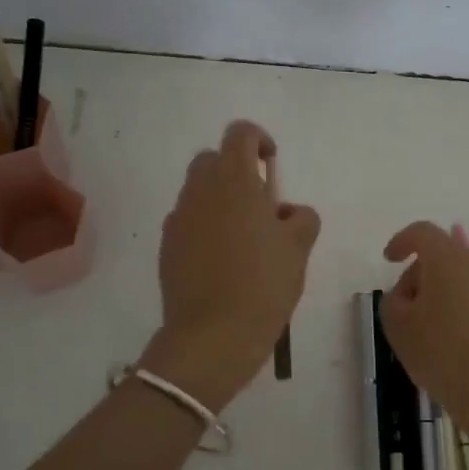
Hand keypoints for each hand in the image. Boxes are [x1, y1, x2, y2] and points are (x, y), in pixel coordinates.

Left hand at [145, 120, 319, 408]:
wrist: (212, 336)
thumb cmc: (263, 284)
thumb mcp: (299, 249)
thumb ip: (301, 218)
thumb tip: (287, 213)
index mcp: (234, 181)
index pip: (240, 133)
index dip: (259, 140)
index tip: (272, 166)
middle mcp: (200, 190)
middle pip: (213, 159)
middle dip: (236, 171)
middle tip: (260, 206)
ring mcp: (178, 218)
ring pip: (198, 191)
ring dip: (220, 201)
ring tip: (244, 239)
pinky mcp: (167, 246)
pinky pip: (187, 221)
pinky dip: (204, 227)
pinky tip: (222, 261)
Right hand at [380, 221, 468, 452]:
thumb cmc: (443, 353)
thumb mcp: (398, 327)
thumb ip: (394, 300)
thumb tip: (410, 294)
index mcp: (449, 258)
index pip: (422, 233)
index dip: (402, 241)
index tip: (389, 258)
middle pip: (444, 255)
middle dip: (420, 274)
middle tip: (404, 308)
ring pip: (464, 278)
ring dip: (444, 293)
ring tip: (430, 329)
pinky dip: (464, 309)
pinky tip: (456, 341)